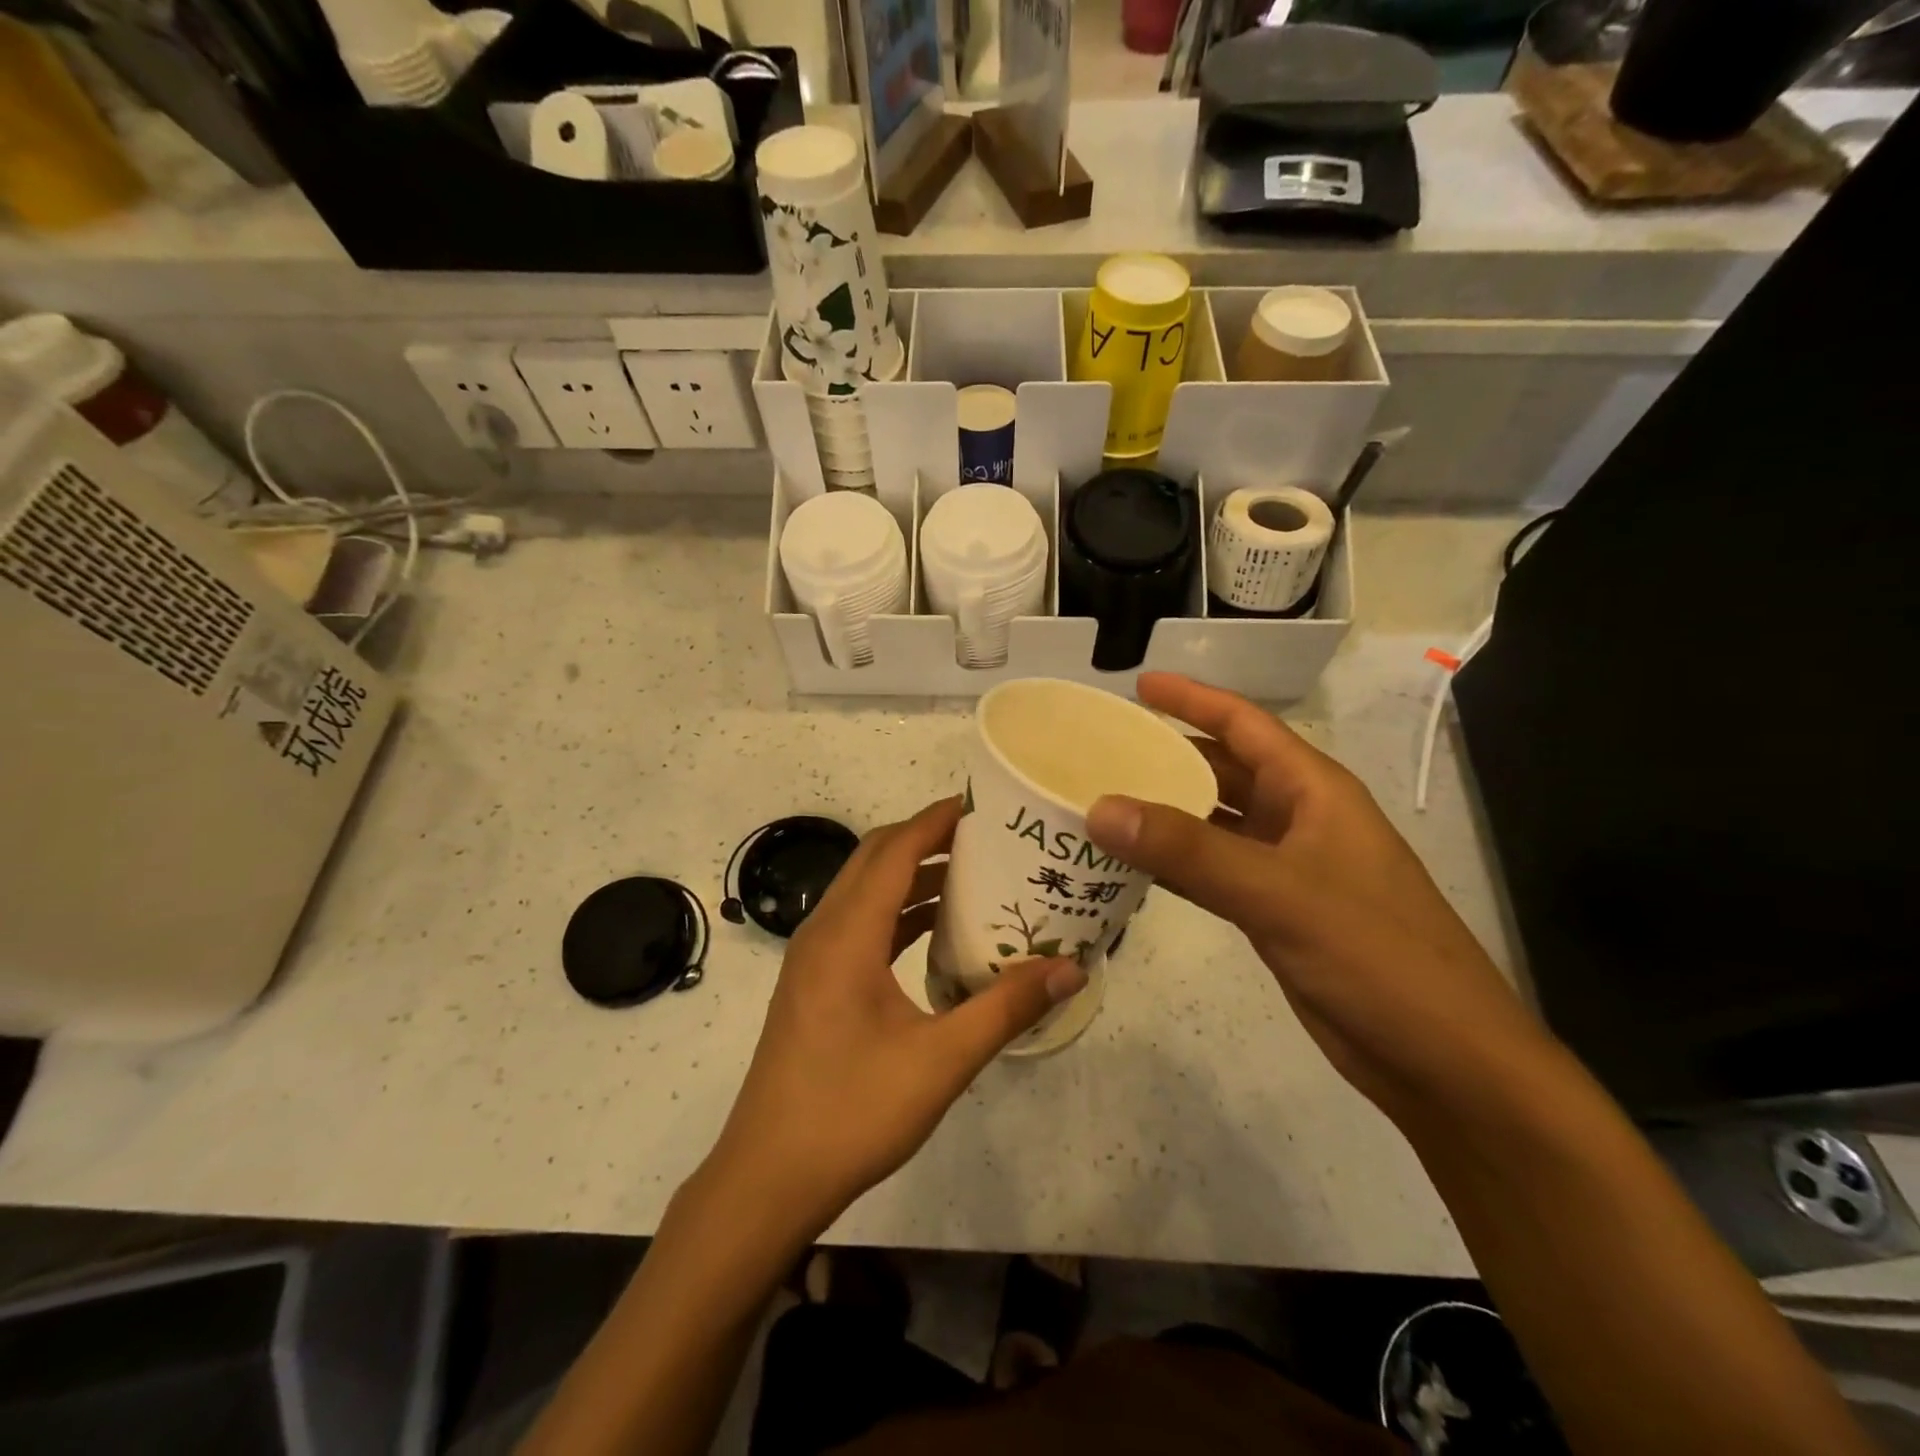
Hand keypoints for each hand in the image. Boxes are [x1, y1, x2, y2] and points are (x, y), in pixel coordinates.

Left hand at [705, 798, 1086, 1236]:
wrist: (767, 1178)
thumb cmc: (852, 1112)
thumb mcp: (941, 1061)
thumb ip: (1006, 1008)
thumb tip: (1070, 968)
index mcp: (847, 934)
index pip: (896, 849)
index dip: (937, 820)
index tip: (984, 806)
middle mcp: (824, 931)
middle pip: (876, 859)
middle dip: (928, 838)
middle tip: (987, 839)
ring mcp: (813, 958)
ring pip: (866, 891)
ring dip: (913, 876)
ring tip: (973, 877)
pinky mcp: (814, 983)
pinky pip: (860, 924)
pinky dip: (898, 913)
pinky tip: (937, 933)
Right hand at [1085, 674, 1547, 1114]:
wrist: (1442, 1060)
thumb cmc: (1376, 956)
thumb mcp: (1278, 892)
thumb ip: (1187, 849)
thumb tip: (1100, 808)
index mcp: (1314, 790)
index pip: (1244, 724)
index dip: (1191, 699)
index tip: (1136, 685)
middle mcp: (1300, 818)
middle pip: (1223, 769)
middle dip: (1167, 754)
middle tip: (1101, 750)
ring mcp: (1288, 868)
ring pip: (1214, 822)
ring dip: (1165, 811)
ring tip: (1102, 802)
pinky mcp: (1276, 912)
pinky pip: (1213, 871)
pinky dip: (1174, 864)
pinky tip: (1131, 866)